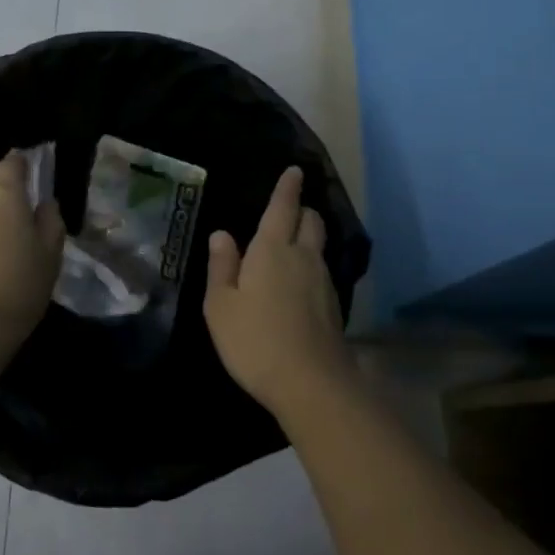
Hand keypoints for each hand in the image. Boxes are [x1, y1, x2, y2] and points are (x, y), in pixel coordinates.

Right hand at [204, 166, 349, 414]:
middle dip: (301, 210)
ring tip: (291, 244)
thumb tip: (222, 234)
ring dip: (307, 237)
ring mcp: (323, 281)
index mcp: (272, 249)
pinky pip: (321, 271)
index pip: (282, 207)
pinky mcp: (333, 305)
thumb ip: (222, 266)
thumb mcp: (220, 305)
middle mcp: (303, 257)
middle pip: (310, 221)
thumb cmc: (254, 339)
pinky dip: (310, 265)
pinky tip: (298, 282)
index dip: (288, 187)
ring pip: (318, 246)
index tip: (295, 171)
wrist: (311, 383)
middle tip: (288, 210)